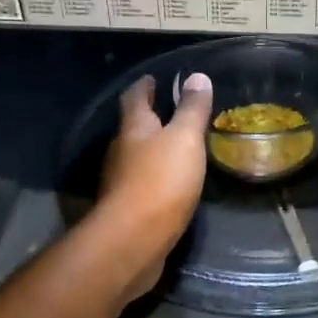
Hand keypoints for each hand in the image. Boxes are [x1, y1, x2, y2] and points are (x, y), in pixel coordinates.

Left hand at [95, 71, 213, 297]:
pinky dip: (155, 178)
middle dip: (149, 118)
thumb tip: (197, 76)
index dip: (144, 86)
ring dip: (152, 150)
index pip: (135, 98)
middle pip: (133, 128)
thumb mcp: (184, 140)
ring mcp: (120, 182)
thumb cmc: (160, 181)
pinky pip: (142, 184)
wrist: (133, 241)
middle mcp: (121, 151)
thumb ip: (192, 110)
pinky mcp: (127, 210)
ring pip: (136, 157)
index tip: (152, 78)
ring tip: (175, 146)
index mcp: (133, 128)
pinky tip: (171, 184)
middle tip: (169, 111)